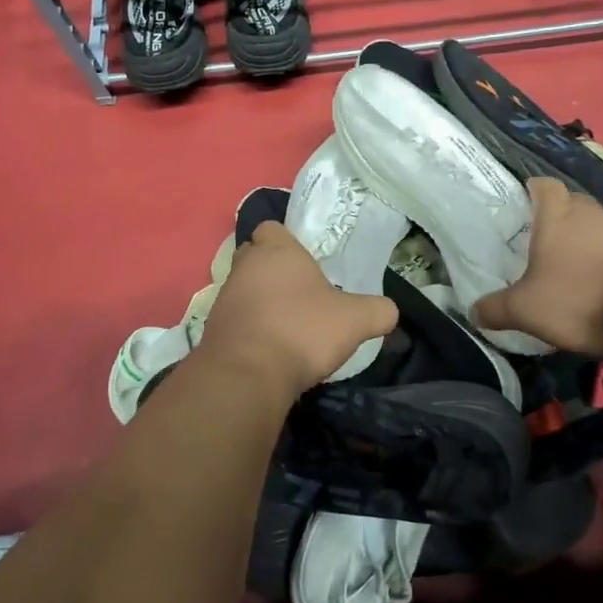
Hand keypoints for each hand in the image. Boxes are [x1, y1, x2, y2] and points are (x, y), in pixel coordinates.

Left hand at [200, 222, 398, 396]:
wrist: (247, 374)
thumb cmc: (302, 330)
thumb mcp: (355, 320)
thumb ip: (378, 311)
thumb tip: (389, 311)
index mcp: (276, 251)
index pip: (272, 228)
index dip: (287, 241)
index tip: (305, 262)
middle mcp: (244, 266)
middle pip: (255, 256)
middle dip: (272, 269)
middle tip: (299, 291)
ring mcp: (224, 297)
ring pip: (243, 288)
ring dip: (260, 300)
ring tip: (287, 324)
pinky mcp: (212, 328)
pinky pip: (234, 318)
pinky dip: (249, 327)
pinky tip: (269, 348)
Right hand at [474, 178, 602, 355]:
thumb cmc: (579, 299)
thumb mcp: (525, 310)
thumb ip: (495, 309)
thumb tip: (472, 313)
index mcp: (558, 214)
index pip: (543, 185)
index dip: (531, 190)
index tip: (521, 204)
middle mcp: (592, 212)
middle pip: (570, 203)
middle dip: (556, 218)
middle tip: (538, 241)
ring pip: (596, 225)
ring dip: (583, 240)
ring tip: (568, 266)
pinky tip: (598, 283)